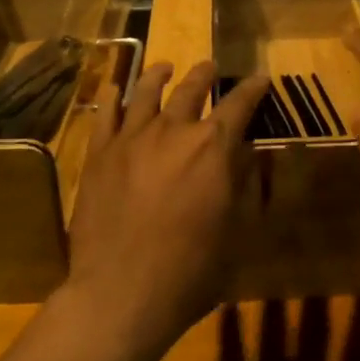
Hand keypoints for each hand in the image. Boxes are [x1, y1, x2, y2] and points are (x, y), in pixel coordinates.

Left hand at [62, 61, 269, 354]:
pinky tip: (115, 88)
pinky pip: (105, 114)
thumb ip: (242, 182)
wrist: (121, 293)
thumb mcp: (235, 229)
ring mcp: (131, 139)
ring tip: (165, 67)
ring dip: (159, 76)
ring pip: (147, 92)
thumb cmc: (190, 269)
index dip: (252, 90)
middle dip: (205, 75)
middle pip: (191, 90)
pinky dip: (112, 96)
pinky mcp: (99, 154)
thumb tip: (246, 151)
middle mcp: (173, 131)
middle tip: (210, 67)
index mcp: (212, 147)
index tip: (260, 79)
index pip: (239, 105)